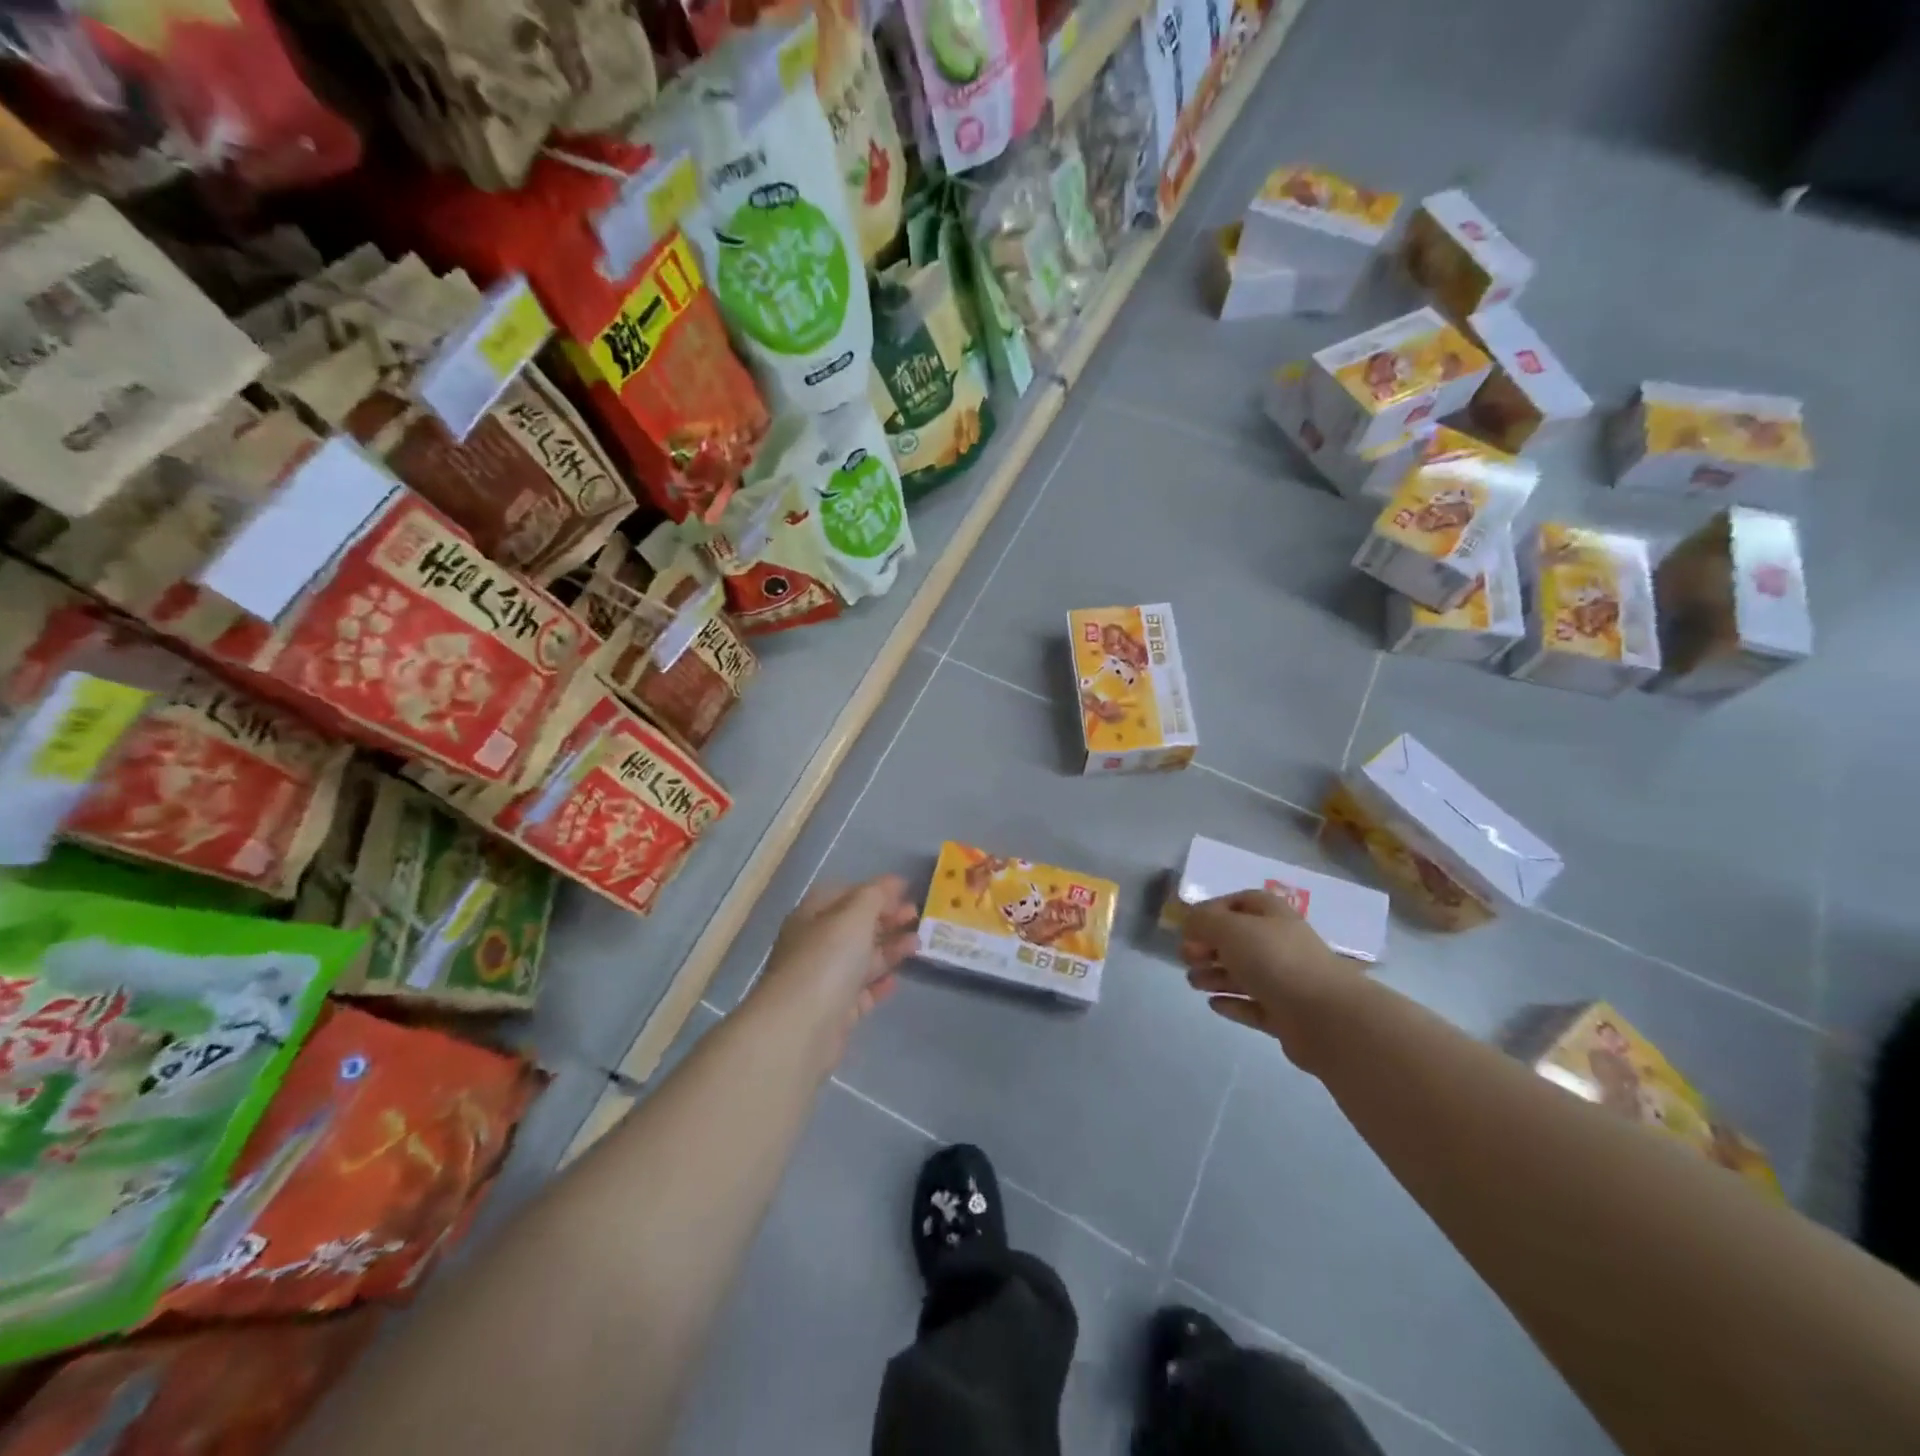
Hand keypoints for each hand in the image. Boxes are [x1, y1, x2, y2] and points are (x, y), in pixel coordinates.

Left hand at [752, 875, 919, 1055]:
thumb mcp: (854, 915)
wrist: (801, 1027)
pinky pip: (862, 990)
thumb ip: (875, 895)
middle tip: (917, 916)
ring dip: (889, 948)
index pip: (845, 894)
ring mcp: (824, 979)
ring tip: (918, 944)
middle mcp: (815, 944)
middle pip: (855, 926)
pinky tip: (897, 979)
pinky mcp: (835, 1011)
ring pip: (861, 958)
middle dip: (887, 918)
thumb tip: (892, 882)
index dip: (875, 890)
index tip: (906, 891)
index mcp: (812, 915)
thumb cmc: (827, 959)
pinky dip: (879, 982)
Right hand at [1180, 891, 1358, 1060]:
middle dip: (1209, 947)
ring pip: (1243, 974)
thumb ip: (1203, 921)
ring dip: (1215, 975)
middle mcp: (1280, 944)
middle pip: (1239, 940)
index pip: (1241, 902)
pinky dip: (1233, 1003)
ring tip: (1194, 983)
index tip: (1190, 926)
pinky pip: (1253, 1005)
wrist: (1325, 1016)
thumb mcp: (1229, 929)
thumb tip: (1189, 923)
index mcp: (1273, 916)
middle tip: (1187, 958)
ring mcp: (1285, 981)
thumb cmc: (1274, 960)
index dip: (1213, 910)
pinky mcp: (1286, 1015)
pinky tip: (1213, 1004)